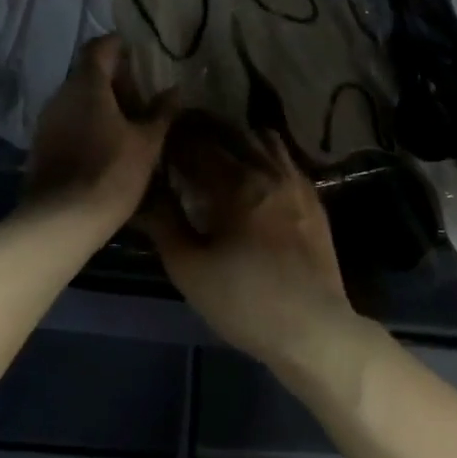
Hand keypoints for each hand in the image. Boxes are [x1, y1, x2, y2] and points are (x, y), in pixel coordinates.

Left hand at [22, 36, 174, 230]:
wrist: (61, 221)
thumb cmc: (111, 172)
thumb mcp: (148, 142)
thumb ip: (161, 112)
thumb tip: (174, 90)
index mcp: (87, 85)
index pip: (99, 47)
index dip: (118, 45)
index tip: (138, 52)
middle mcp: (61, 95)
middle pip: (88, 74)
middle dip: (115, 80)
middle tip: (142, 95)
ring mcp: (47, 121)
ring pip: (77, 100)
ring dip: (101, 104)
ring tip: (129, 122)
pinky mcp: (41, 146)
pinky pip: (68, 122)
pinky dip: (88, 124)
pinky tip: (107, 145)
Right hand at [142, 118, 358, 371]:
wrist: (312, 327)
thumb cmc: (244, 302)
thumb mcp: (190, 270)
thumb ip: (164, 225)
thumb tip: (143, 194)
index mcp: (236, 183)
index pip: (198, 145)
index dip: (174, 138)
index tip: (157, 141)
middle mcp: (268, 170)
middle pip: (232, 133)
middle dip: (203, 130)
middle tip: (181, 138)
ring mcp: (296, 180)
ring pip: (263, 138)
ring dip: (237, 136)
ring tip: (218, 151)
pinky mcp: (313, 196)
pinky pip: (285, 157)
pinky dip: (263, 151)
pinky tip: (254, 171)